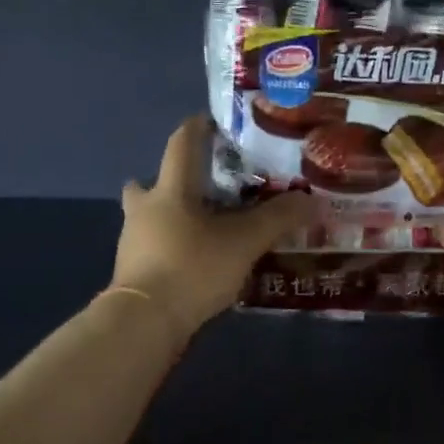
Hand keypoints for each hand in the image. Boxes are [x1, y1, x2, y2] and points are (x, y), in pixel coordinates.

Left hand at [111, 116, 314, 338]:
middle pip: (150, 184)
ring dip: (171, 217)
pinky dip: (170, 248)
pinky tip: (193, 263)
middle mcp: (144, 209)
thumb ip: (278, 219)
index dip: (196, 128)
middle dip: (172, 182)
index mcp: (170, 191)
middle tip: (202, 188)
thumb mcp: (244, 242)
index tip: (210, 121)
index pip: (181, 145)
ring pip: (149, 218)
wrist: (145, 322)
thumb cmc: (193, 268)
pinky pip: (152, 248)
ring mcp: (132, 242)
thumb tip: (312, 200)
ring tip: (204, 229)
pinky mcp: (131, 273)